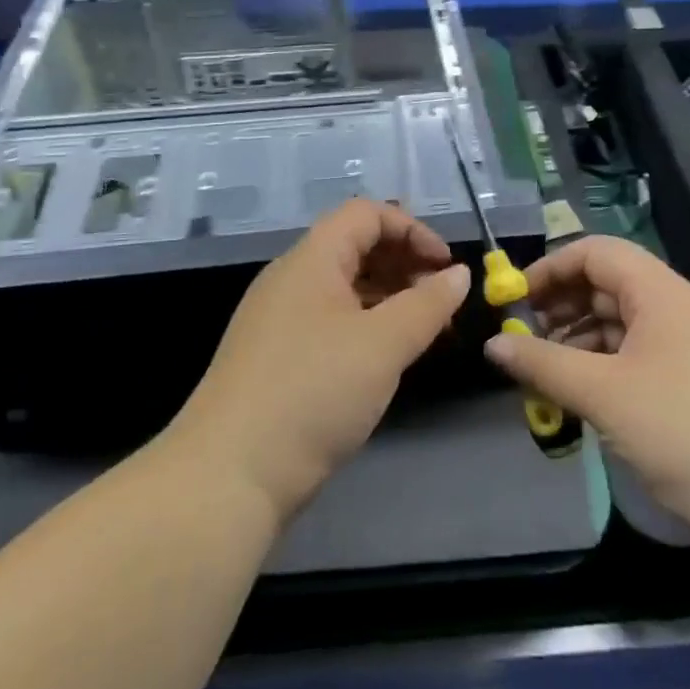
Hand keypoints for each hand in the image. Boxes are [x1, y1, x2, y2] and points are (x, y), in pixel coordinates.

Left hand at [178, 198, 470, 524]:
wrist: (230, 474)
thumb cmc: (313, 392)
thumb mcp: (383, 344)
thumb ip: (428, 304)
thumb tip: (459, 274)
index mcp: (311, 259)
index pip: (366, 214)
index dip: (412, 230)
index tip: (447, 267)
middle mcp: (292, 279)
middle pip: (356, 247)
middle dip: (406, 265)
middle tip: (442, 302)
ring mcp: (281, 320)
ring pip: (346, 288)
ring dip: (391, 299)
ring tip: (427, 332)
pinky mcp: (278, 358)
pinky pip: (332, 322)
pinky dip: (368, 327)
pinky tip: (389, 358)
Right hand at [483, 235, 689, 565]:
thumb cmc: (683, 432)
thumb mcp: (603, 395)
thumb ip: (542, 364)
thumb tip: (492, 346)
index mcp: (662, 293)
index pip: (597, 252)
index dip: (551, 268)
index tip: (514, 299)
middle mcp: (677, 309)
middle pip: (607, 285)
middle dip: (560, 305)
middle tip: (523, 338)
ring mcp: (688, 346)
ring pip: (619, 323)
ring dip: (577, 339)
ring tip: (543, 370)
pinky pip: (635, 354)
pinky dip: (601, 365)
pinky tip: (578, 393)